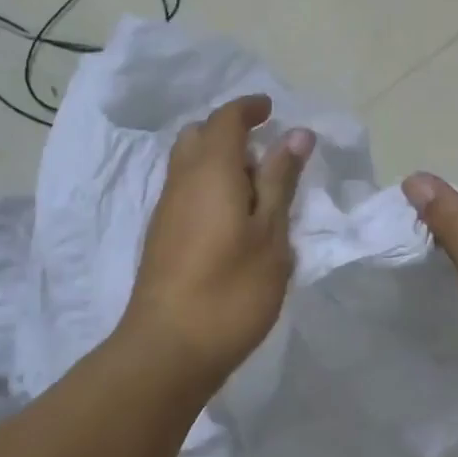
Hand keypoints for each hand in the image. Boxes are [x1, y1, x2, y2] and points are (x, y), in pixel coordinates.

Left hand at [119, 95, 314, 391]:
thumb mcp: (270, 234)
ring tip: (256, 189)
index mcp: (210, 170)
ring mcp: (166, 209)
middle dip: (231, 132)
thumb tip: (296, 134)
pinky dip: (208, 185)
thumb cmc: (232, 289)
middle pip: (200, 135)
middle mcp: (181, 180)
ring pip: (189, 163)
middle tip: (266, 154)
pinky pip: (185, 189)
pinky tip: (232, 219)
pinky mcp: (161, 236)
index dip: (249, 108)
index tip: (272, 110)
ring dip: (219, 161)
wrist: (169, 348)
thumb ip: (280, 180)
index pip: (226, 119)